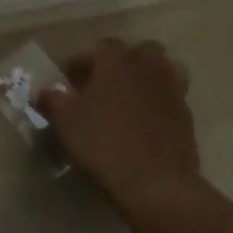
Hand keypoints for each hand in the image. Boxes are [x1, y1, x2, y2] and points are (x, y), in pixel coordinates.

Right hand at [37, 38, 199, 211]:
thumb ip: (52, 99)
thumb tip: (45, 90)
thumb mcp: (65, 122)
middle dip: (120, 64)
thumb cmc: (104, 144)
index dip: (81, 63)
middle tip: (102, 86)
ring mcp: (172, 88)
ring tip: (127, 100)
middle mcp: (147, 65)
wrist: (157, 184)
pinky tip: (144, 123)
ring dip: (145, 78)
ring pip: (160, 70)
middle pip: (136, 52)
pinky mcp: (186, 114)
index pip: (98, 48)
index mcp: (116, 59)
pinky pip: (170, 97)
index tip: (69, 82)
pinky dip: (158, 102)